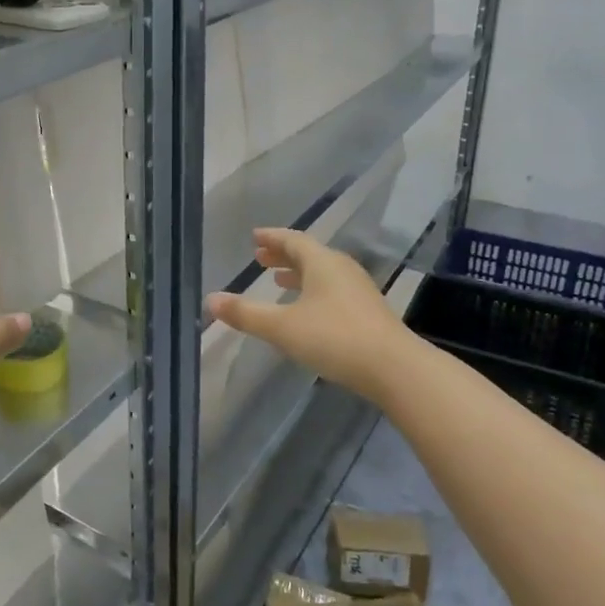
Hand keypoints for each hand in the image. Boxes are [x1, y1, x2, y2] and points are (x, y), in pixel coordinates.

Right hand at [206, 229, 408, 401]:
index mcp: (321, 262)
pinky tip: (307, 309)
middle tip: (261, 257)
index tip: (255, 236)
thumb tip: (210, 299)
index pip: (292, 240)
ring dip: (299, 273)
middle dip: (283, 255)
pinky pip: (333, 289)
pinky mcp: (368, 311)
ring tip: (279, 280)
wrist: (394, 369)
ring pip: (322, 273)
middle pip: (309, 254)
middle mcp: (341, 269)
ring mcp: (358, 290)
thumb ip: (246, 314)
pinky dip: (313, 290)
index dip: (272, 237)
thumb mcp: (282, 327)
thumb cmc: (334, 338)